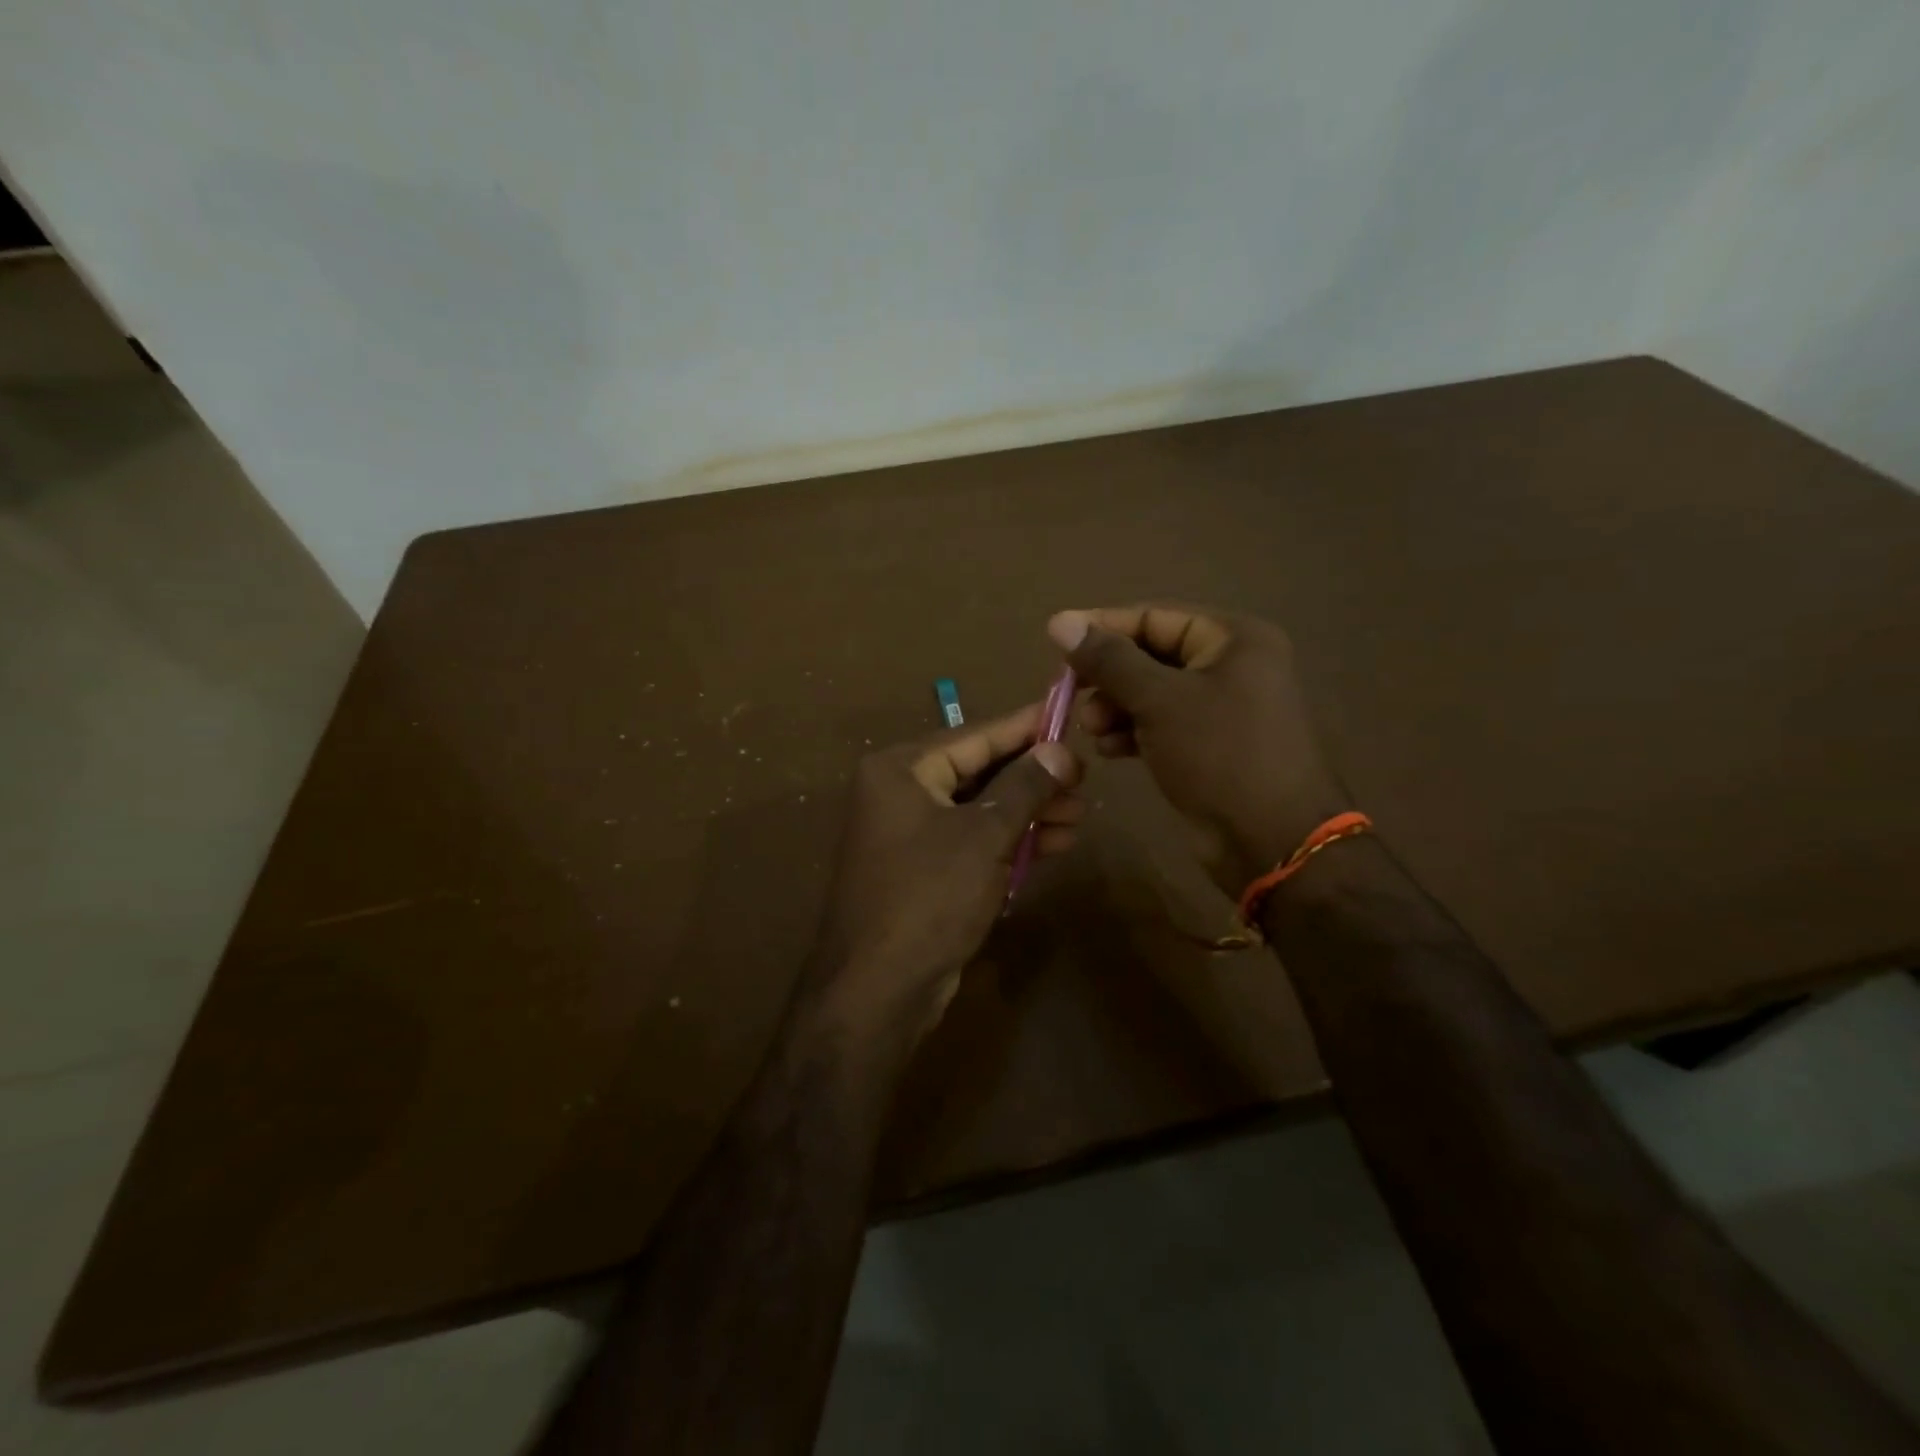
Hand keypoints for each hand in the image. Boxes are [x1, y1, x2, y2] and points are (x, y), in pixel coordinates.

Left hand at [802, 704, 1083, 1062]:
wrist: (877, 989)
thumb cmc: (929, 897)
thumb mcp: (984, 836)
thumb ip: (1024, 787)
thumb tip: (1060, 749)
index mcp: (901, 770)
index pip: (974, 735)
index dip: (1025, 726)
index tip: (1067, 712)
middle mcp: (899, 793)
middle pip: (979, 771)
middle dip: (1033, 778)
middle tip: (1084, 780)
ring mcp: (909, 834)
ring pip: (980, 809)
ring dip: (1029, 812)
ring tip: (1081, 815)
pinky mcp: (922, 870)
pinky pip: (973, 841)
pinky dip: (1010, 841)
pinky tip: (1055, 843)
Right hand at [1047, 604, 1349, 895]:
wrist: (1272, 841)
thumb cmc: (1219, 755)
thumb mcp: (1159, 700)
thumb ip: (1109, 660)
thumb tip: (1060, 622)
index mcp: (1233, 639)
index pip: (1155, 616)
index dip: (1102, 627)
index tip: (1056, 642)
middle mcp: (1231, 665)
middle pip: (1151, 655)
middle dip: (1108, 676)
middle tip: (1071, 696)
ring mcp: (1223, 708)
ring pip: (1153, 693)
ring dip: (1115, 707)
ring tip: (1090, 729)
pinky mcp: (1210, 746)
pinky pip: (1162, 725)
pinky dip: (1133, 732)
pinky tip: (1108, 749)